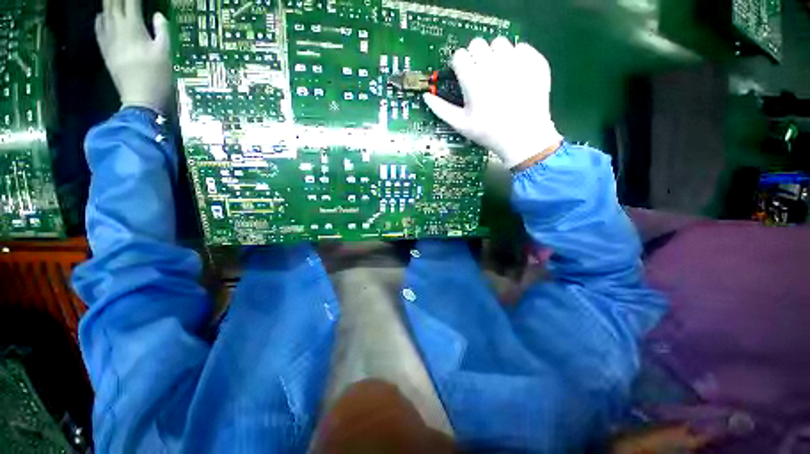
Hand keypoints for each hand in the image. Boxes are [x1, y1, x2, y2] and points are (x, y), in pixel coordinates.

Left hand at [95, 0, 171, 113]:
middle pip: (113, 2)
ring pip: (104, 11)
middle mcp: (116, 27)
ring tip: (114, 2)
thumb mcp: (165, 54)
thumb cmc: (156, 77)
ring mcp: (107, 38)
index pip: (130, 1)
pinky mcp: (104, 48)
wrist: (139, 99)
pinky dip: (101, 16)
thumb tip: (158, 15)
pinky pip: (98, 25)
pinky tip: (104, 15)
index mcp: (133, 26)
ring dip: (109, 3)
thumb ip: (161, 31)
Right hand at [423, 37, 562, 169]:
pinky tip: (515, 75)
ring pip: (500, 42)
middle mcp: (494, 65)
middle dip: (475, 56)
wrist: (523, 137)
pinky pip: (521, 47)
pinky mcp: (534, 62)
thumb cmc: (488, 133)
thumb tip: (426, 96)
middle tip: (479, 74)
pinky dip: (516, 57)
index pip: (460, 55)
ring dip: (494, 54)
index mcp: (473, 81)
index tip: (463, 75)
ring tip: (497, 74)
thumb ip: (441, 109)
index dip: (459, 65)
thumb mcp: (461, 124)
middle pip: (477, 43)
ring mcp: (516, 62)